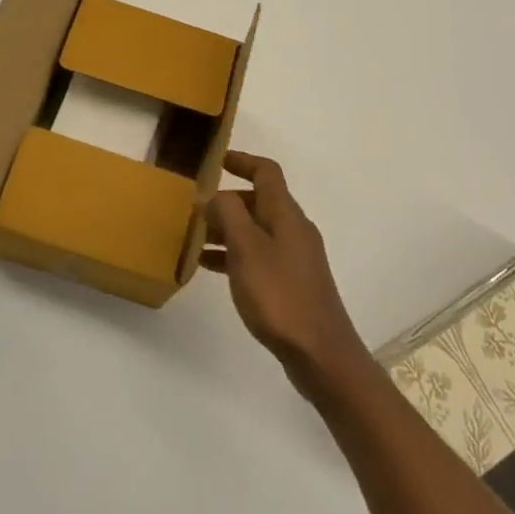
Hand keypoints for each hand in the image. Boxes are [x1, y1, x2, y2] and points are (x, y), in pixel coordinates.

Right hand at [202, 152, 368, 389]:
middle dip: (228, 200)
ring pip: (257, 230)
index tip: (216, 161)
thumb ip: (229, 214)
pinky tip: (210, 267)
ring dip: (228, 229)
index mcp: (286, 213)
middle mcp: (293, 228)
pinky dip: (235, 254)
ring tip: (194, 238)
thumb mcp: (246, 249)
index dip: (242, 161)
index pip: (266, 172)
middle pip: (259, 200)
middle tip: (196, 208)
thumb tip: (216, 194)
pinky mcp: (292, 282)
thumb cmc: (279, 294)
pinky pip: (259, 255)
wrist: (320, 352)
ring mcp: (295, 257)